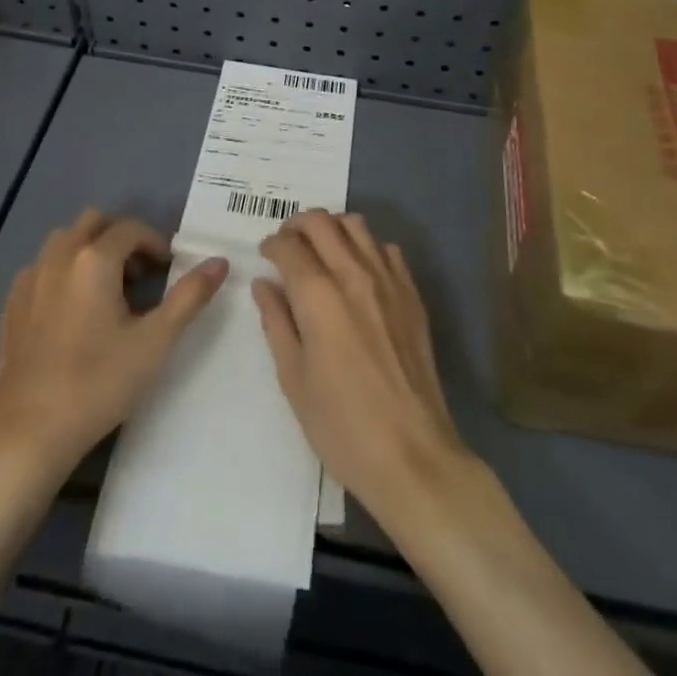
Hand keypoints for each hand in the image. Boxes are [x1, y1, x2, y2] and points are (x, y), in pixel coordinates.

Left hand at [0, 209, 228, 477]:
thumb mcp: (155, 342)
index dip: (154, 243)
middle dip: (120, 238)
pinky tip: (69, 310)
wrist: (29, 433)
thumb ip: (190, 296)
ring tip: (105, 289)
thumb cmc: (99, 384)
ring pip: (63, 240)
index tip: (167, 270)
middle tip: (138, 275)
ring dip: (88, 249)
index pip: (131, 228)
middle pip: (93, 222)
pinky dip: (61, 272)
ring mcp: (30, 279)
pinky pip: (41, 267)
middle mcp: (59, 256)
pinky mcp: (11, 304)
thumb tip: (220, 261)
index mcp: (95, 259)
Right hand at [253, 211, 473, 522]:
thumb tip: (264, 284)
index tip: (265, 255)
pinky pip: (387, 249)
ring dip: (332, 228)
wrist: (412, 455)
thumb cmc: (342, 426)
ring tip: (321, 250)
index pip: (288, 246)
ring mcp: (388, 280)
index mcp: (318, 296)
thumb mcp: (293, 379)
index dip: (271, 244)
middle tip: (287, 244)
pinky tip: (358, 271)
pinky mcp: (411, 294)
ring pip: (356, 225)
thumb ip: (276, 323)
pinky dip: (366, 247)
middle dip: (297, 225)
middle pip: (321, 222)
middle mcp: (353, 274)